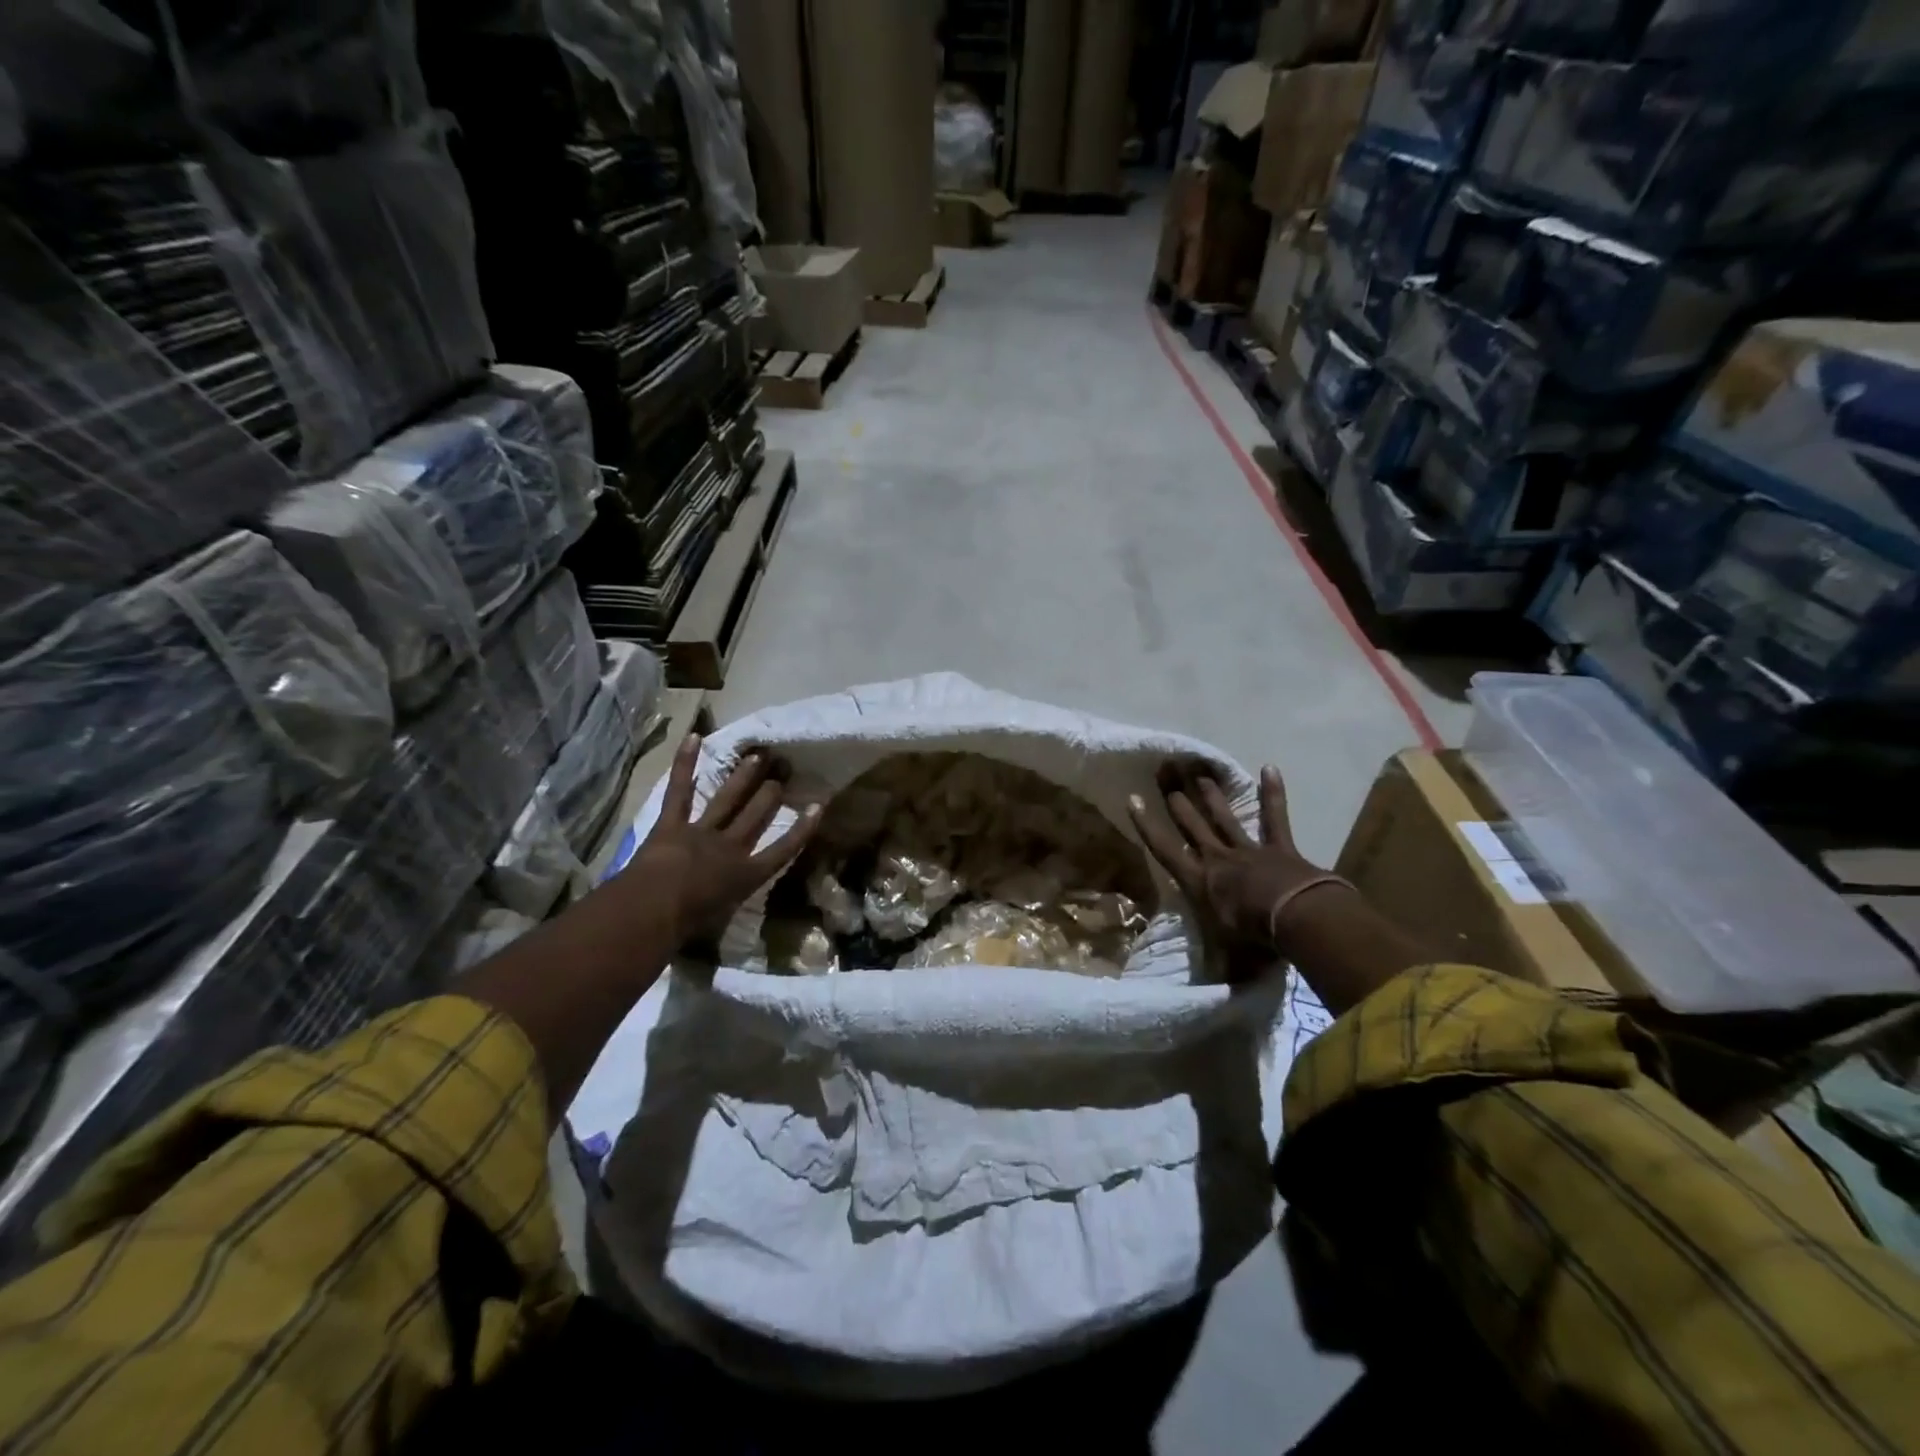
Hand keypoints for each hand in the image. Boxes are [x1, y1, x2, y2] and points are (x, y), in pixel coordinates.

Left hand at [624, 735, 819, 946]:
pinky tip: (694, 738)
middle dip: (771, 793)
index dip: (802, 828)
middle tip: (784, 770)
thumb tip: (716, 914)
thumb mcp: (714, 925)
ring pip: (727, 799)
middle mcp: (729, 848)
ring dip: (743, 776)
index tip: (818, 806)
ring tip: (758, 755)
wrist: (653, 910)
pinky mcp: (671, 824)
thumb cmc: (685, 927)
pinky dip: (685, 764)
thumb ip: (721, 910)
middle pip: (756, 816)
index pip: (782, 850)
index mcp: (745, 876)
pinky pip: (680, 791)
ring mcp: (701, 832)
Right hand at [1128, 762, 1340, 979]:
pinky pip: (1275, 817)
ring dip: (1211, 794)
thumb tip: (1210, 997)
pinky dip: (1273, 793)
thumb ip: (1219, 970)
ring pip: (1224, 816)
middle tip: (1164, 771)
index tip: (1133, 798)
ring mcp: (1249, 850)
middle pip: (1192, 824)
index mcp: (1200, 883)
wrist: (1298, 919)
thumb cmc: (1256, 940)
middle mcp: (1218, 860)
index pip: (1166, 850)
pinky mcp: (1280, 848)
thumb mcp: (1230, 960)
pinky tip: (1270, 767)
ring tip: (1198, 772)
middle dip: (1176, 798)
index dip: (1148, 825)